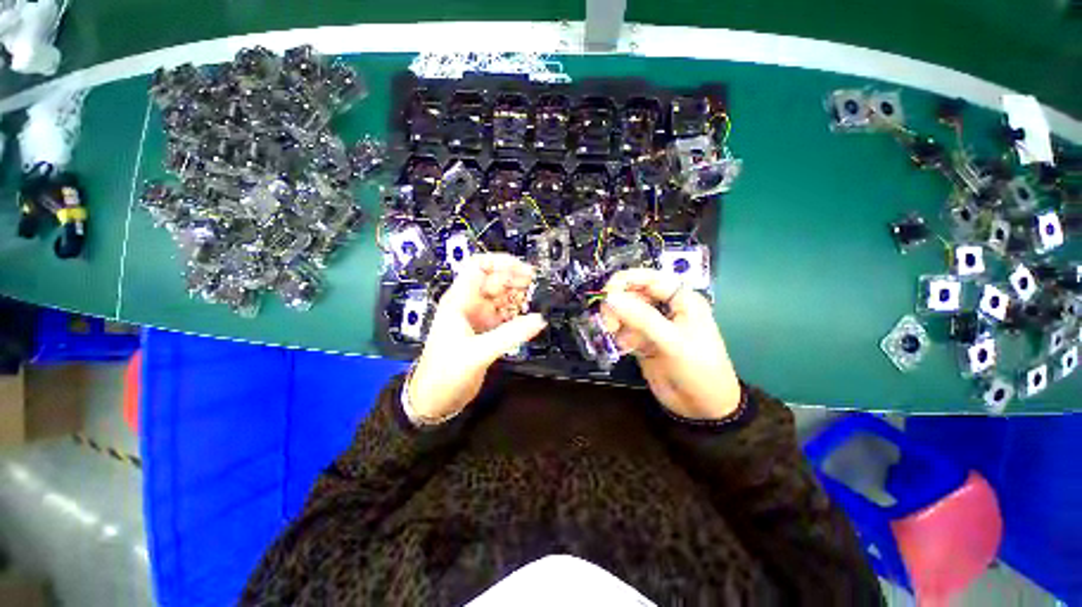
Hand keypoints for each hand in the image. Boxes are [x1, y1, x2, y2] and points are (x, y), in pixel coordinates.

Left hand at [407, 253, 546, 422]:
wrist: (435, 400)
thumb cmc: (446, 372)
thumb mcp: (477, 352)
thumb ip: (510, 335)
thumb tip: (539, 320)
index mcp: (459, 300)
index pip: (478, 267)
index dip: (501, 262)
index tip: (524, 269)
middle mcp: (470, 304)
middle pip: (494, 281)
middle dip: (515, 280)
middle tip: (537, 286)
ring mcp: (479, 318)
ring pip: (502, 297)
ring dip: (518, 297)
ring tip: (536, 301)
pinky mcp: (486, 331)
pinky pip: (505, 315)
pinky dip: (517, 313)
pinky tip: (529, 318)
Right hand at [600, 268, 741, 420]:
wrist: (703, 408)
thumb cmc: (698, 368)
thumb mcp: (672, 341)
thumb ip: (641, 318)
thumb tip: (609, 297)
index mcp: (681, 299)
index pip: (648, 278)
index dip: (625, 281)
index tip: (605, 294)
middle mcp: (665, 308)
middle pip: (632, 293)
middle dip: (618, 305)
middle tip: (609, 323)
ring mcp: (652, 325)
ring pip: (624, 312)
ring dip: (616, 322)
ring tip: (617, 338)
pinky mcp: (643, 341)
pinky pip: (624, 330)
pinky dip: (619, 337)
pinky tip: (624, 349)